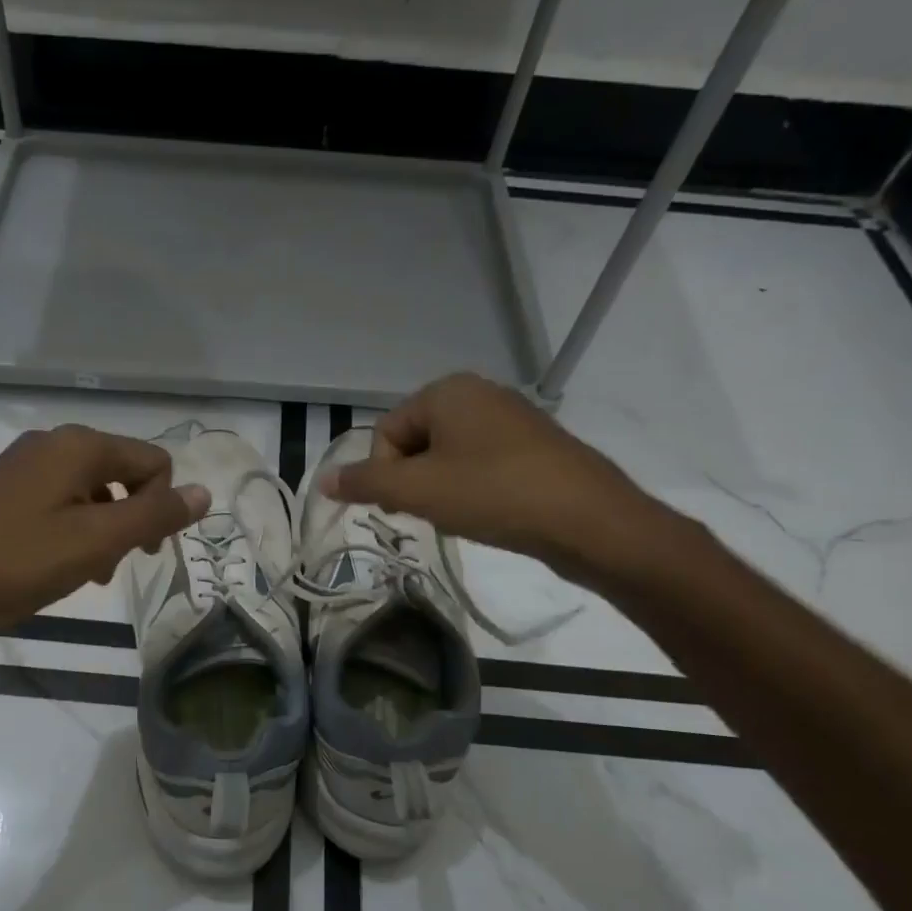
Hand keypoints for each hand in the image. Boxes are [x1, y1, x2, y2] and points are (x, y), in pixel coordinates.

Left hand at [0, 425, 209, 659]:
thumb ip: (155, 515)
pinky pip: (59, 501)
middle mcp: (54, 442)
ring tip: (84, 574)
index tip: (142, 554)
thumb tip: (205, 492)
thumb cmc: (17, 563)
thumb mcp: (97, 542)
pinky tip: (56, 566)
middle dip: (130, 520)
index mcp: (80, 446)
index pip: (155, 463)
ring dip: (102, 531)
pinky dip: (72, 530)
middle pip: (123, 474)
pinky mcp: (4, 488)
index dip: (161, 508)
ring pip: (92, 491)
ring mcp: (24, 463)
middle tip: (111, 567)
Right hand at [321, 373, 682, 587]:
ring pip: (448, 456)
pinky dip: (472, 489)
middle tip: (430, 514)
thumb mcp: (418, 490)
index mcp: (447, 391)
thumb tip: (324, 480)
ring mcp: (511, 418)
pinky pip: (481, 463)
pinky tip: (488, 513)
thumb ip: (365, 482)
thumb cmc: (493, 494)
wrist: (587, 520)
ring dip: (440, 488)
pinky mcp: (534, 446)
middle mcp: (479, 393)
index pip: (386, 433)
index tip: (403, 507)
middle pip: (416, 442)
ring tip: (461, 516)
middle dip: (412, 481)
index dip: (384, 474)